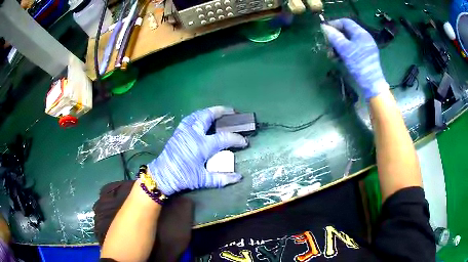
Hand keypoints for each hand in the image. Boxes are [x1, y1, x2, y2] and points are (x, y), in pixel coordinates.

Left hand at [148, 106, 247, 195]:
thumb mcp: (203, 180)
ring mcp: (184, 131)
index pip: (224, 138)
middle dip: (222, 111)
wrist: (162, 175)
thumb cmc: (183, 177)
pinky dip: (198, 115)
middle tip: (232, 111)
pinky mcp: (178, 132)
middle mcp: (193, 133)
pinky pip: (189, 118)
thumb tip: (239, 177)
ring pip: (198, 114)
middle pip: (208, 116)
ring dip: (209, 111)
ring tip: (218, 112)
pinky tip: (201, 118)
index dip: (236, 139)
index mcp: (202, 145)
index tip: (244, 142)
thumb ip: (222, 178)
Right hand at [321, 18, 388, 99]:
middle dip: (335, 37)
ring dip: (337, 46)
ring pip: (348, 41)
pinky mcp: (364, 56)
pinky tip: (338, 59)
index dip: (334, 24)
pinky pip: (352, 49)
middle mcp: (364, 38)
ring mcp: (365, 47)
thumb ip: (334, 36)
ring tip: (331, 55)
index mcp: (361, 33)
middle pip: (346, 32)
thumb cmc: (359, 64)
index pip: (345, 22)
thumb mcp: (344, 49)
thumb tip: (324, 27)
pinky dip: (344, 52)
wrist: (372, 84)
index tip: (324, 30)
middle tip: (327, 45)